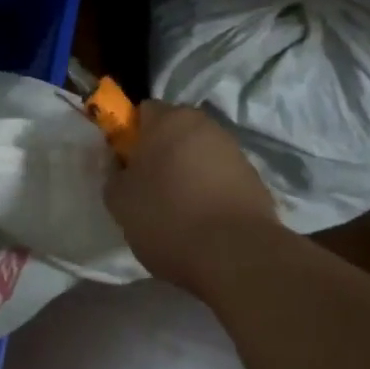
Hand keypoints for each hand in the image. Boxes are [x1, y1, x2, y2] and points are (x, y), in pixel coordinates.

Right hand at [105, 100, 280, 295]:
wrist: (237, 257)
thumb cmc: (168, 218)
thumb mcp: (119, 200)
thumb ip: (112, 174)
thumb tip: (119, 166)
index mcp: (169, 119)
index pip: (143, 111)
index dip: (131, 135)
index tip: (126, 165)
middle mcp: (205, 125)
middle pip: (175, 131)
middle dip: (162, 152)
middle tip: (149, 187)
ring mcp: (235, 151)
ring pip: (200, 154)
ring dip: (189, 172)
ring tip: (180, 210)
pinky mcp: (256, 180)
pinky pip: (223, 178)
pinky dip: (212, 192)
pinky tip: (205, 222)